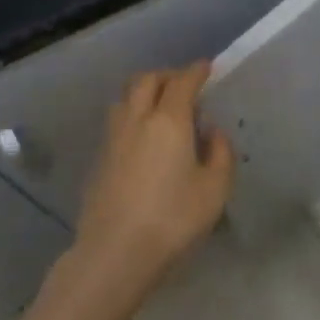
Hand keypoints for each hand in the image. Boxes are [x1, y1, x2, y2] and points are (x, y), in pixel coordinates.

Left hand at [73, 63, 232, 307]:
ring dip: (143, 91)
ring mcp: (112, 138)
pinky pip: (116, 121)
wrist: (115, 251)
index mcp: (168, 121)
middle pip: (146, 80)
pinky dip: (132, 114)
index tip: (206, 67)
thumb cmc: (173, 219)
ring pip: (125, 97)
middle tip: (183, 84)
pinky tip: (142, 136)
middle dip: (166, 75)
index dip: (196, 71)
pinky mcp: (99, 158)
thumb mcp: (214, 190)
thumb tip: (213, 132)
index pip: (182, 82)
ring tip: (159, 106)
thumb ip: (220, 154)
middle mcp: (137, 120)